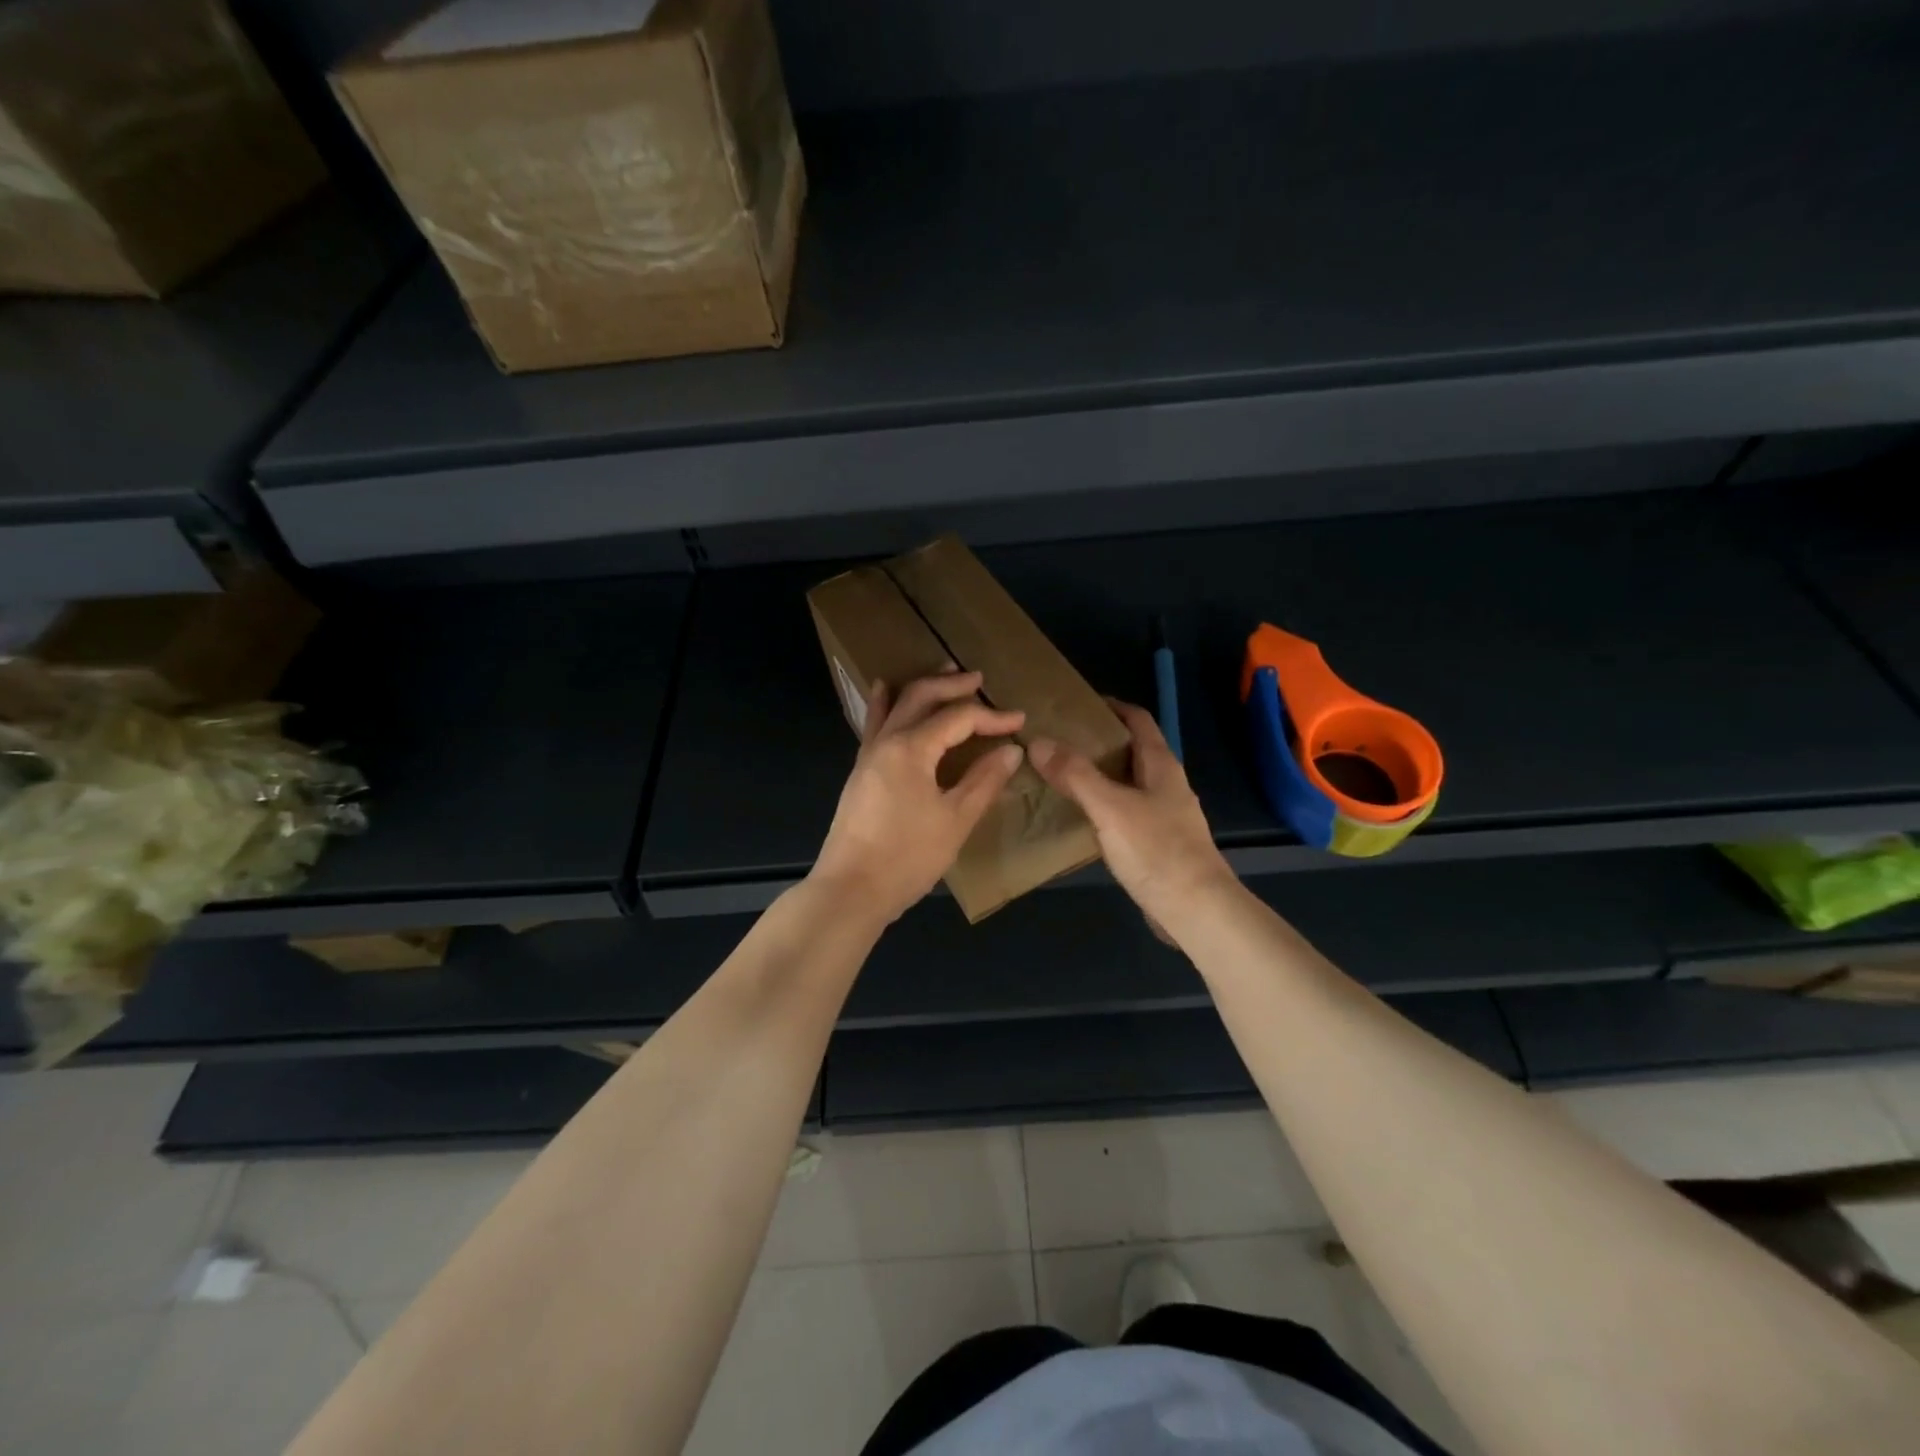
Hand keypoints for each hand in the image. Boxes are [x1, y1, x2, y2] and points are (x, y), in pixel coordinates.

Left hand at [811, 670, 1025, 924]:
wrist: (851, 890)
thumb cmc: (908, 857)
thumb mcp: (955, 820)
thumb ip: (984, 781)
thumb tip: (1010, 750)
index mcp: (911, 748)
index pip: (958, 718)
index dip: (991, 717)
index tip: (1019, 721)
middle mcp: (886, 741)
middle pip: (920, 696)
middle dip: (952, 685)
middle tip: (978, 678)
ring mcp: (868, 755)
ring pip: (895, 705)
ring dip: (921, 687)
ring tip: (941, 673)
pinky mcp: (860, 772)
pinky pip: (876, 724)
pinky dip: (887, 704)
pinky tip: (886, 693)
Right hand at [1029, 699, 1235, 933]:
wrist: (1196, 911)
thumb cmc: (1157, 851)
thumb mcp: (1110, 807)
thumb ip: (1075, 775)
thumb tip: (1038, 741)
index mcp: (1161, 766)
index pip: (1138, 720)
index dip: (1111, 706)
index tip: (1075, 704)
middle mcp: (1166, 785)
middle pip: (1131, 751)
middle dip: (1097, 741)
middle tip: (1056, 740)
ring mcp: (1164, 816)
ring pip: (1126, 783)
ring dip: (1097, 776)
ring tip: (1058, 775)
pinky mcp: (1157, 844)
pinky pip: (1124, 813)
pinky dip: (1101, 807)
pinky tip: (1078, 818)